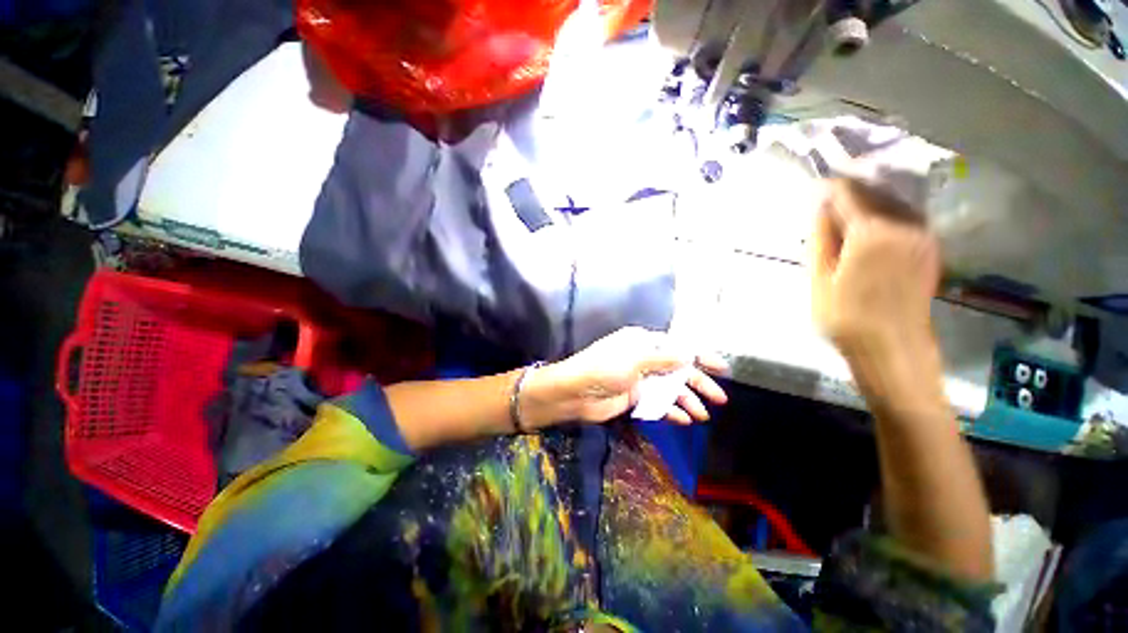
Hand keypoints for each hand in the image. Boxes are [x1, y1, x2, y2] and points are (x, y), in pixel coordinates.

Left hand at [521, 327, 728, 427]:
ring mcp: (639, 379)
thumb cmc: (604, 368)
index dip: (699, 356)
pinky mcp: (634, 398)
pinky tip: (684, 420)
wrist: (575, 393)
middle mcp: (643, 359)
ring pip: (669, 389)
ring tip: (703, 415)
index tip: (721, 367)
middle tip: (720, 398)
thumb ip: (663, 359)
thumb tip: (687, 356)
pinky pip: (657, 404)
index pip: (677, 346)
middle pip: (677, 369)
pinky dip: (670, 411)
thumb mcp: (635, 359)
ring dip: (686, 401)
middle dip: (698, 383)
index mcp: (643, 342)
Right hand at [810, 178, 941, 356]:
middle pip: (873, 193)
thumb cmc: (845, 318)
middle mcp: (904, 224)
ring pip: (891, 203)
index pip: (848, 192)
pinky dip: (884, 218)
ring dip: (867, 206)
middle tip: (826, 209)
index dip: (829, 188)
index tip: (813, 191)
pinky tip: (868, 234)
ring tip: (844, 221)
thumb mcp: (818, 279)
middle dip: (848, 195)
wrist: (893, 349)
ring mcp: (922, 235)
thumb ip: (820, 237)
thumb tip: (820, 205)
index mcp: (872, 231)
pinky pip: (905, 219)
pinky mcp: (930, 248)